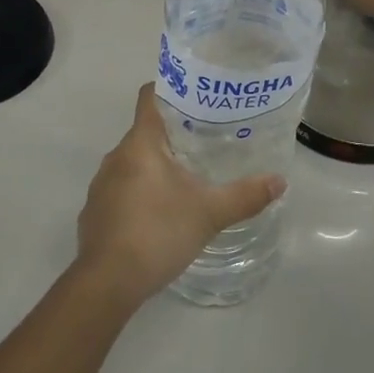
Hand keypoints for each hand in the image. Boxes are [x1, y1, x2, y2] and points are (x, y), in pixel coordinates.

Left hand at [75, 84, 285, 304]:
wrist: (107, 282)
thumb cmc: (158, 233)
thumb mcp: (210, 213)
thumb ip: (245, 195)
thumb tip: (280, 181)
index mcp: (140, 144)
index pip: (150, 97)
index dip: (171, 90)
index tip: (197, 96)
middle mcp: (115, 156)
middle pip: (145, 131)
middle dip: (173, 134)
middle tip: (207, 141)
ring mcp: (101, 185)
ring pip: (132, 163)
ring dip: (156, 166)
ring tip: (187, 178)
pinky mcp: (94, 212)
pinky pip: (120, 190)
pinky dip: (139, 193)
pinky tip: (160, 214)